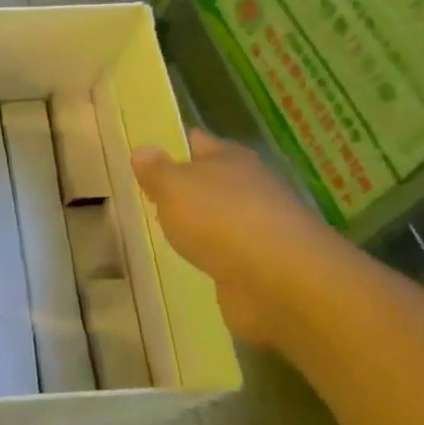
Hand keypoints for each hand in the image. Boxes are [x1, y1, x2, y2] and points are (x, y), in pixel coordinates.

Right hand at [131, 129, 345, 348]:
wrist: (280, 282)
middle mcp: (248, 187)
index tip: (146, 153)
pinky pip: (226, 254)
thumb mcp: (174, 187)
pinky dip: (211, 256)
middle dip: (183, 187)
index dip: (172, 145)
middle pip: (210, 181)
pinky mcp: (260, 266)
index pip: (196, 142)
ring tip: (162, 231)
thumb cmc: (221, 219)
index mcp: (229, 158)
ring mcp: (258, 228)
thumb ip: (156, 171)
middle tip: (145, 195)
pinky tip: (190, 262)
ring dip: (198, 225)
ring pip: (218, 218)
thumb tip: (143, 150)